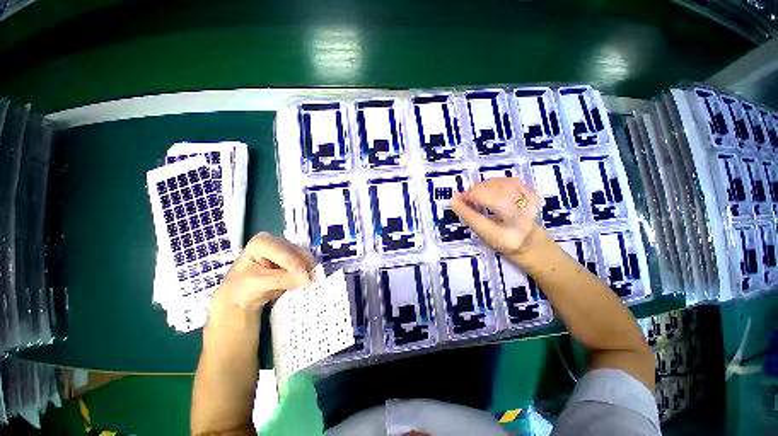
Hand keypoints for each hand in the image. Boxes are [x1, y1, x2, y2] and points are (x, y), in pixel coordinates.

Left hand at [210, 232, 315, 315]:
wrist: (241, 297)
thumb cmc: (242, 288)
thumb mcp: (257, 284)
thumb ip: (281, 280)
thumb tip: (306, 279)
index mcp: (262, 242)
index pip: (284, 252)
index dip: (295, 265)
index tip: (304, 279)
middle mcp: (278, 241)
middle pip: (298, 252)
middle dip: (304, 267)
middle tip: (307, 283)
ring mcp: (287, 249)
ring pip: (306, 257)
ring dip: (307, 271)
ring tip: (304, 284)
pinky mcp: (295, 258)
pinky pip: (307, 263)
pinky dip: (307, 272)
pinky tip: (303, 281)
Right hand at [450, 177, 543, 256]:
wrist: (528, 240)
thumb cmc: (502, 239)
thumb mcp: (484, 233)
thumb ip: (468, 215)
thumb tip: (453, 198)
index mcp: (514, 221)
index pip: (491, 200)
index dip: (471, 196)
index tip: (459, 200)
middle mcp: (525, 206)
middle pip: (495, 188)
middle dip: (475, 191)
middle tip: (467, 199)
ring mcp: (529, 196)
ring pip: (500, 182)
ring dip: (483, 187)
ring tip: (477, 196)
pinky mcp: (530, 190)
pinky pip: (507, 180)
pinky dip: (493, 183)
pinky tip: (489, 192)